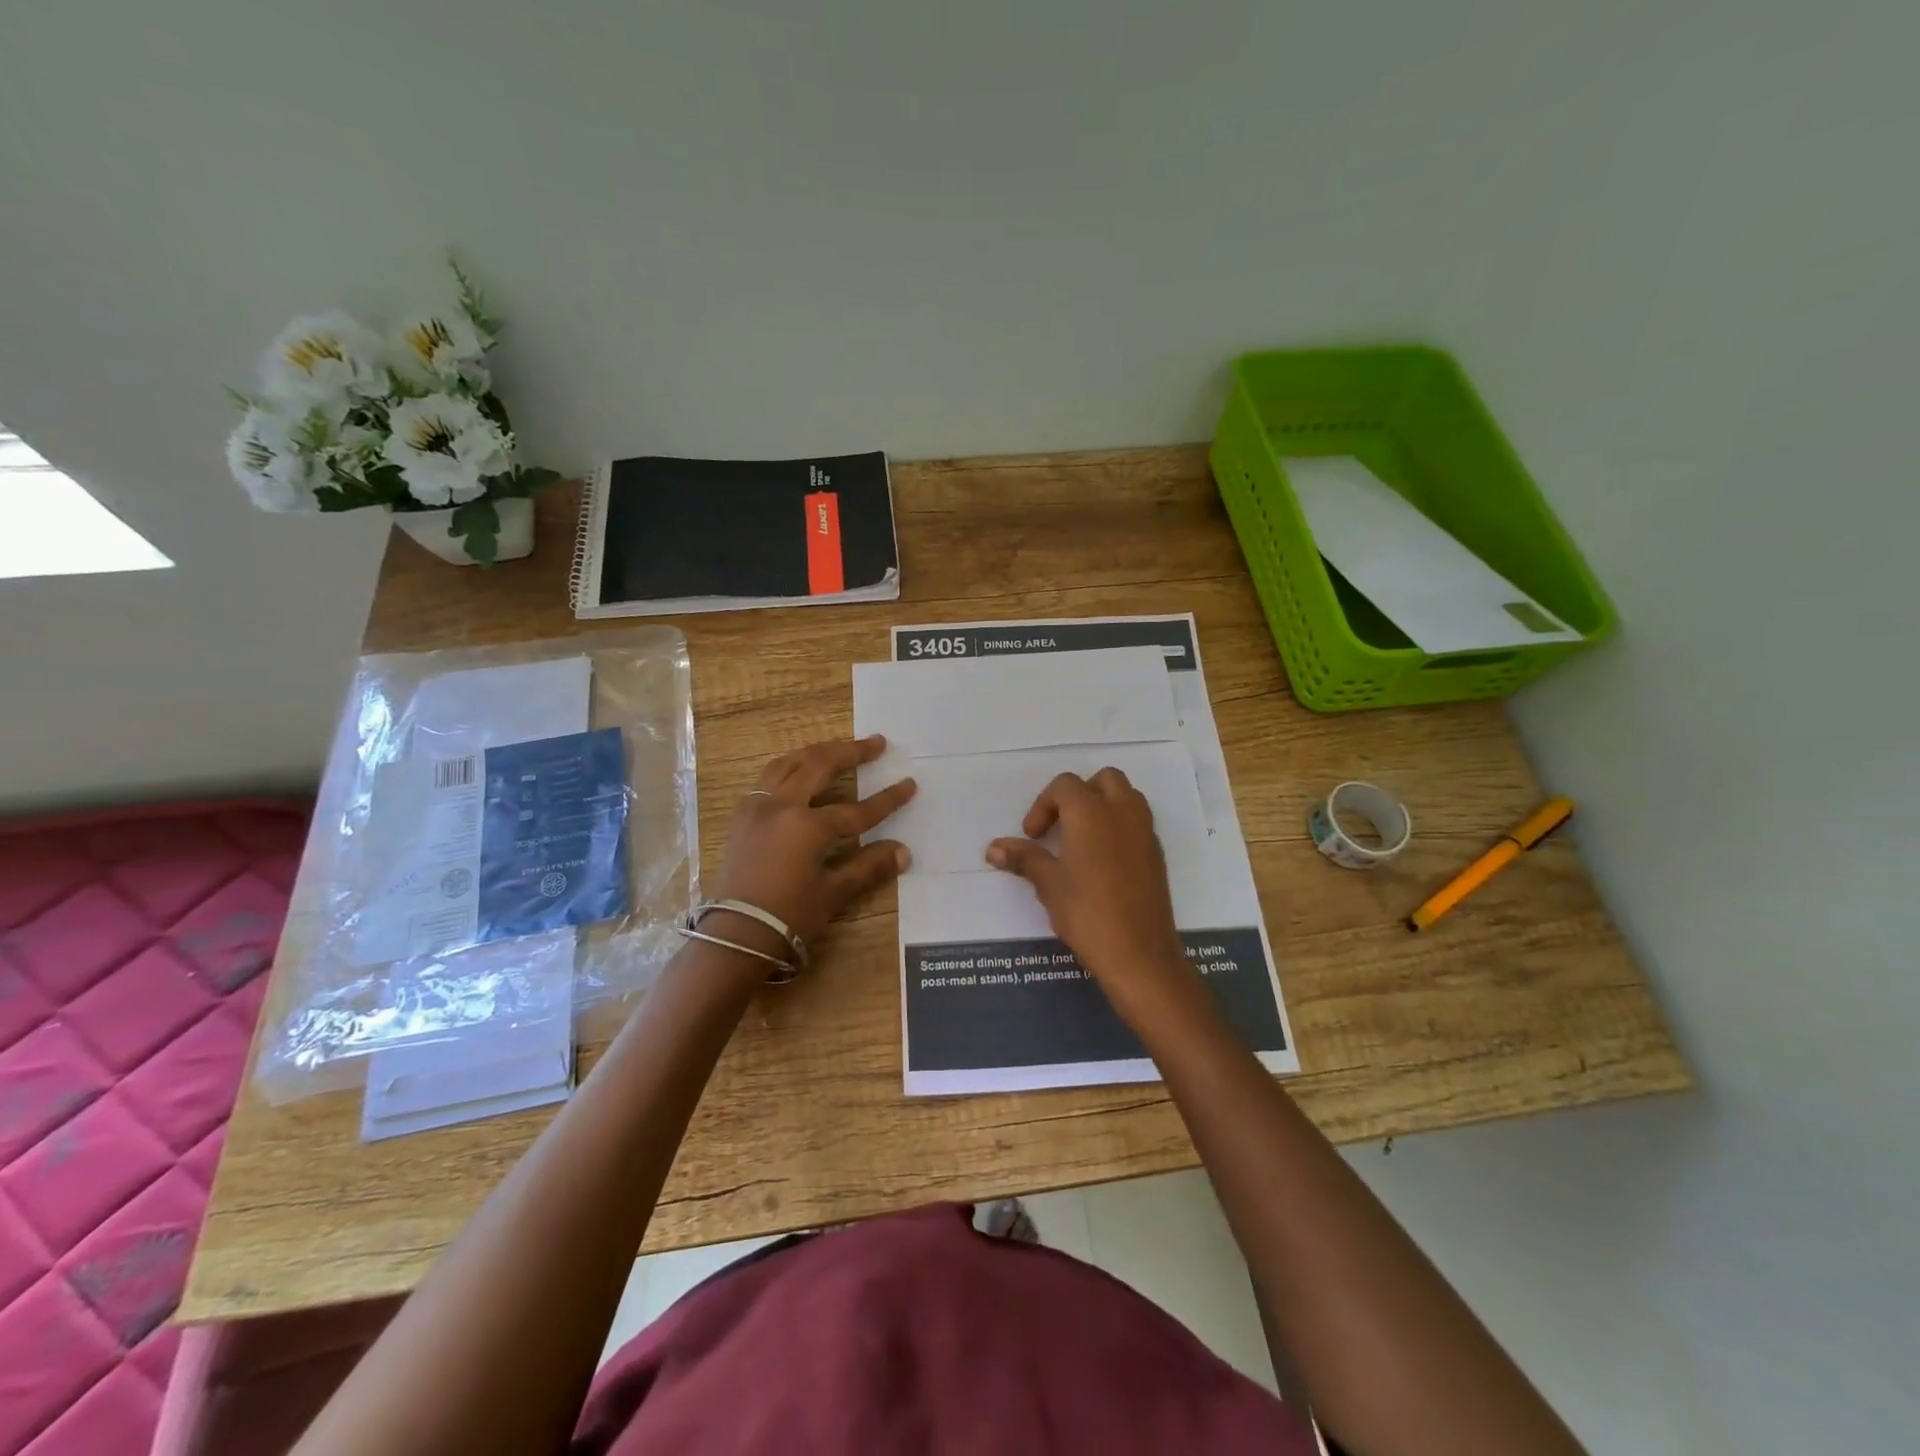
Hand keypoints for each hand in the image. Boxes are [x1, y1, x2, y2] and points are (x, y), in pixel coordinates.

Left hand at [709, 736, 915, 959]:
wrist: (734, 937)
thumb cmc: (788, 917)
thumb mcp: (833, 893)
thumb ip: (868, 867)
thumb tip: (903, 852)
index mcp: (807, 825)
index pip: (858, 809)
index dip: (887, 799)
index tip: (910, 783)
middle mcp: (782, 805)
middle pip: (820, 766)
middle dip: (852, 752)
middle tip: (877, 743)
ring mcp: (758, 807)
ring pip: (788, 764)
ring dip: (817, 752)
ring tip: (837, 748)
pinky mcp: (742, 817)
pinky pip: (767, 777)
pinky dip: (789, 766)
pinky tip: (798, 771)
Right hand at [986, 768, 1197, 1022]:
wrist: (1139, 954)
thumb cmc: (1086, 913)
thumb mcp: (1048, 884)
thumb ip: (1024, 858)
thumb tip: (994, 848)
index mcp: (1091, 812)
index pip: (1064, 786)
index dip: (1042, 805)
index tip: (1032, 836)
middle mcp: (1122, 812)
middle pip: (1103, 780)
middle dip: (1078, 795)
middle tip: (1060, 826)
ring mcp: (1145, 831)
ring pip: (1126, 796)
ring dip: (1103, 805)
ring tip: (1082, 839)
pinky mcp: (1157, 853)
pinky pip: (1137, 822)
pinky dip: (1119, 826)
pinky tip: (1103, 861)